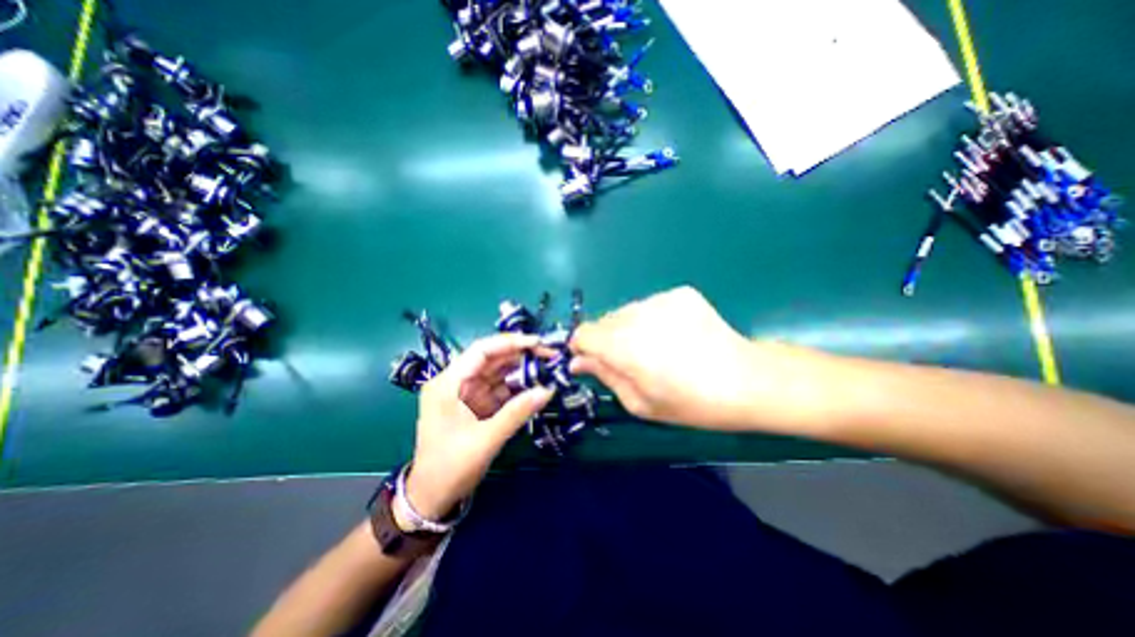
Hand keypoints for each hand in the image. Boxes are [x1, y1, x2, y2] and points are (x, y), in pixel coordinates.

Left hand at [409, 337, 554, 519]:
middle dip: (520, 355)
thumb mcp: (486, 440)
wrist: (431, 498)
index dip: (510, 342)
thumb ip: (517, 412)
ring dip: (521, 371)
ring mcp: (467, 393)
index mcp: (448, 383)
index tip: (537, 342)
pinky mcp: (476, 405)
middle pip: (491, 359)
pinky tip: (535, 386)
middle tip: (549, 355)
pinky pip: (499, 389)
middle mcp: (456, 382)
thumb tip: (548, 390)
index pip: (481, 351)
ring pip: (498, 373)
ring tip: (547, 368)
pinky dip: (517, 388)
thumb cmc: (450, 468)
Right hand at [578, 283, 824, 430]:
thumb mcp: (640, 403)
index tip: (592, 361)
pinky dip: (653, 319)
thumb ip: (605, 376)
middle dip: (607, 340)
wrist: (747, 381)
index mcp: (624, 346)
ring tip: (656, 348)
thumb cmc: (691, 403)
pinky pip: (650, 305)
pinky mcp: (679, 293)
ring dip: (630, 329)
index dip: (583, 347)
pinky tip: (675, 336)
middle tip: (631, 361)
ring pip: (626, 312)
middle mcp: (637, 315)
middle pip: (604, 321)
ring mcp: (660, 300)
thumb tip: (578, 362)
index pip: (583, 334)